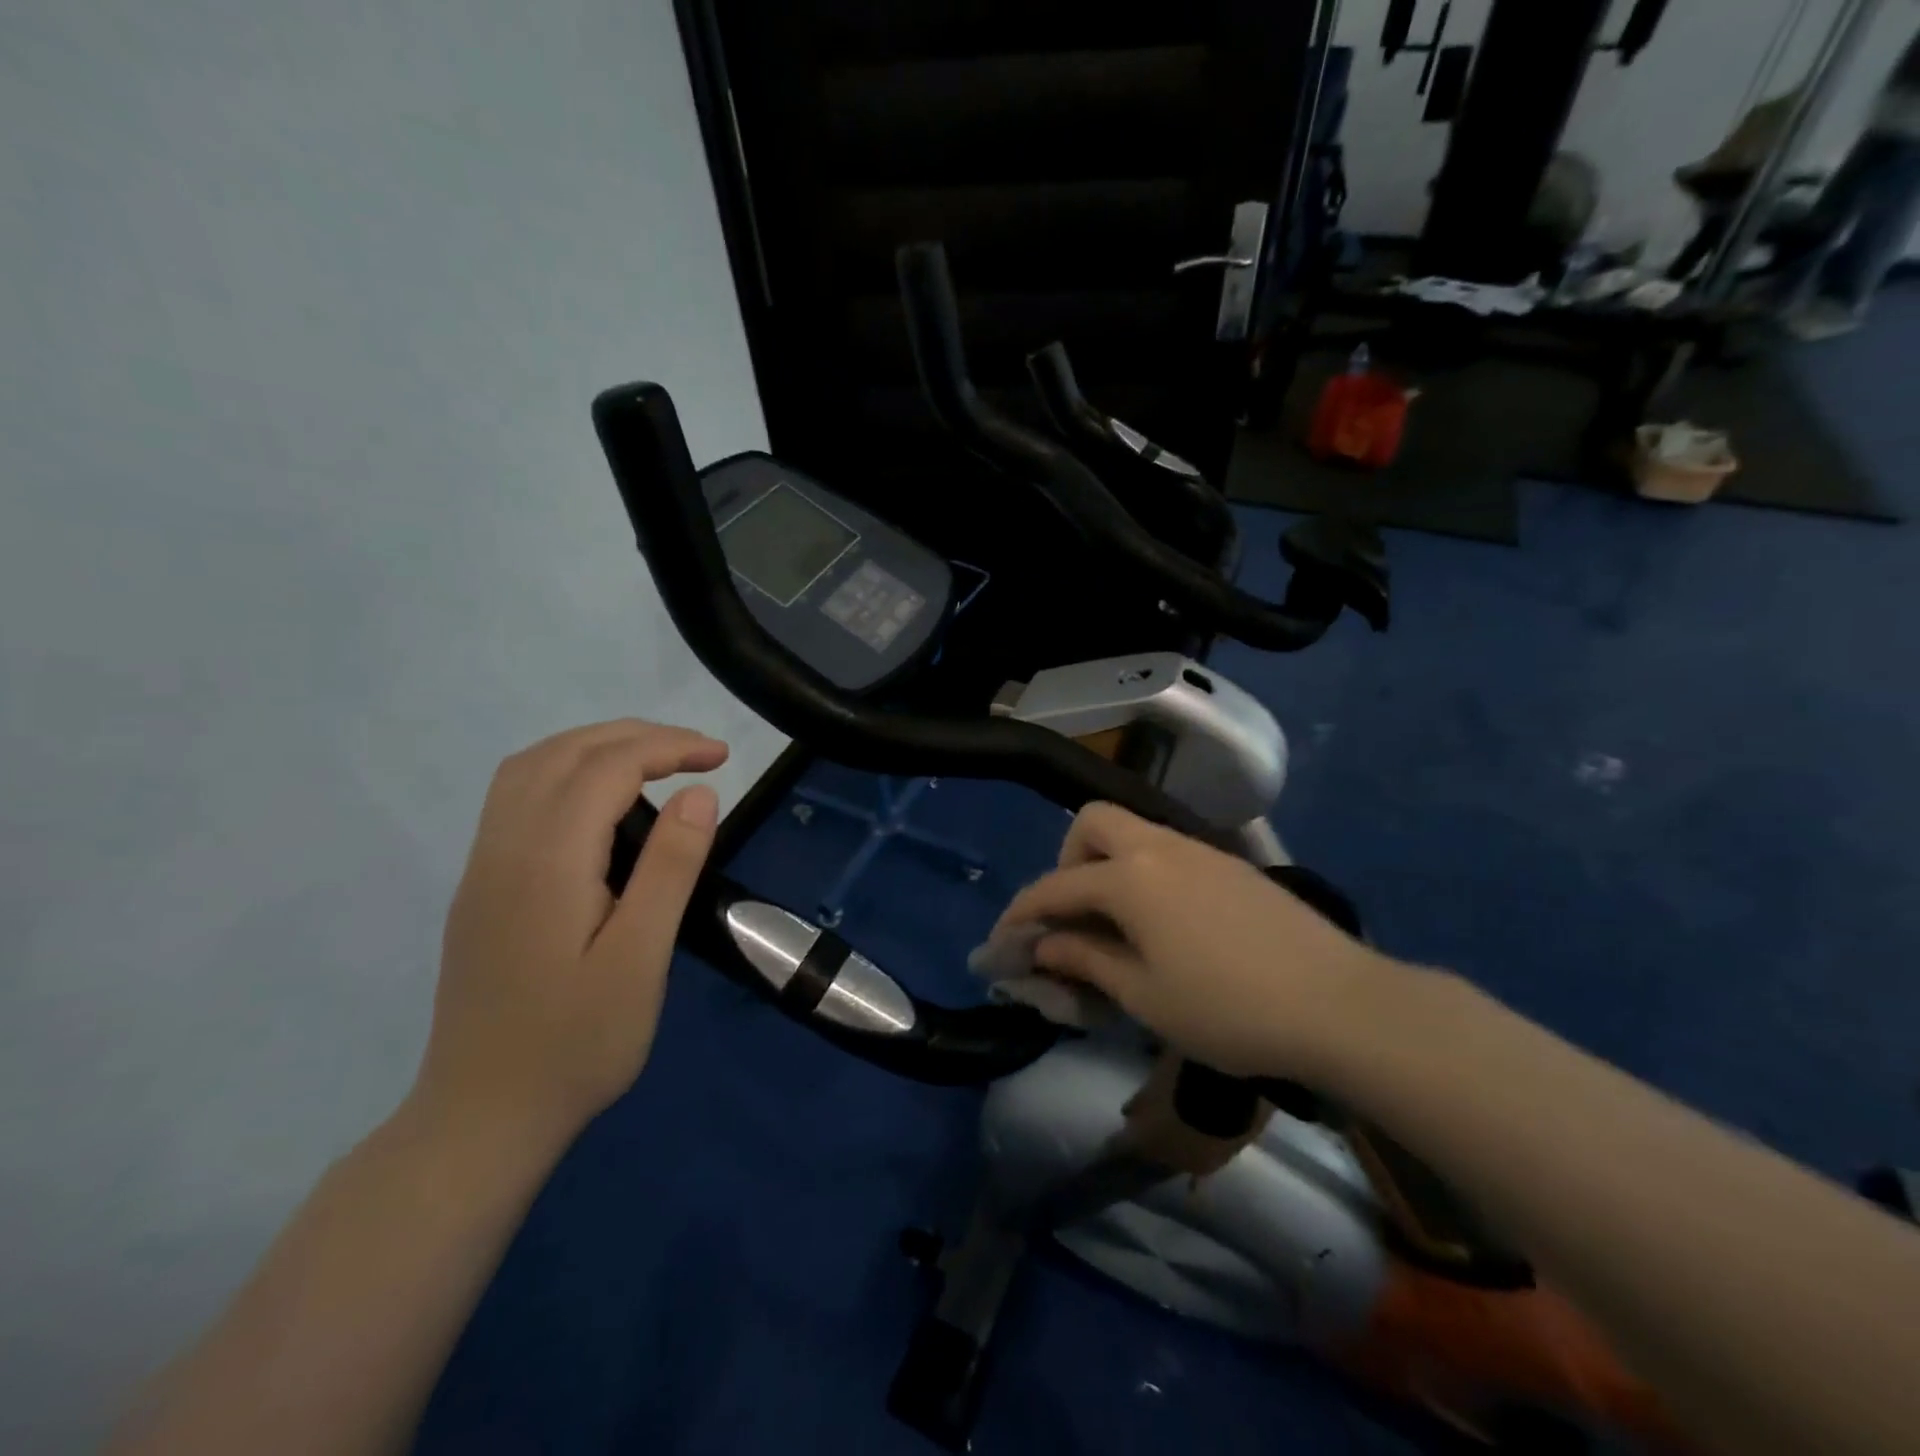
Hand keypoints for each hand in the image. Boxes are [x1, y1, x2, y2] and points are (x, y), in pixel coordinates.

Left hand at [415, 720, 728, 1143]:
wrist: (483, 1117)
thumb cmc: (577, 1043)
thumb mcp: (641, 958)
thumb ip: (669, 868)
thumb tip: (698, 793)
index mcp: (546, 860)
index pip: (607, 766)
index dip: (669, 747)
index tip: (721, 757)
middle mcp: (503, 846)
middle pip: (565, 752)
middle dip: (636, 736)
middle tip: (697, 752)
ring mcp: (483, 865)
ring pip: (532, 767)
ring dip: (595, 746)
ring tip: (654, 762)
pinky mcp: (480, 886)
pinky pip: (517, 796)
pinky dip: (566, 771)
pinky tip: (599, 802)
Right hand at [993, 803, 1395, 1078]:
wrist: (1340, 1004)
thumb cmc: (1228, 1009)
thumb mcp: (1145, 996)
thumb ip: (1087, 961)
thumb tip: (1044, 946)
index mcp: (1130, 878)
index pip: (1056, 886)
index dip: (1022, 913)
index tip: (1004, 941)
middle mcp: (1160, 847)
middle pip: (1093, 823)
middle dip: (1067, 862)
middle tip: (1073, 915)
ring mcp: (1200, 850)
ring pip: (1134, 832)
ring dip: (1107, 865)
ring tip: (1116, 924)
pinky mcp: (1231, 864)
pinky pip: (1167, 851)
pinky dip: (1144, 873)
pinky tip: (1164, 923)